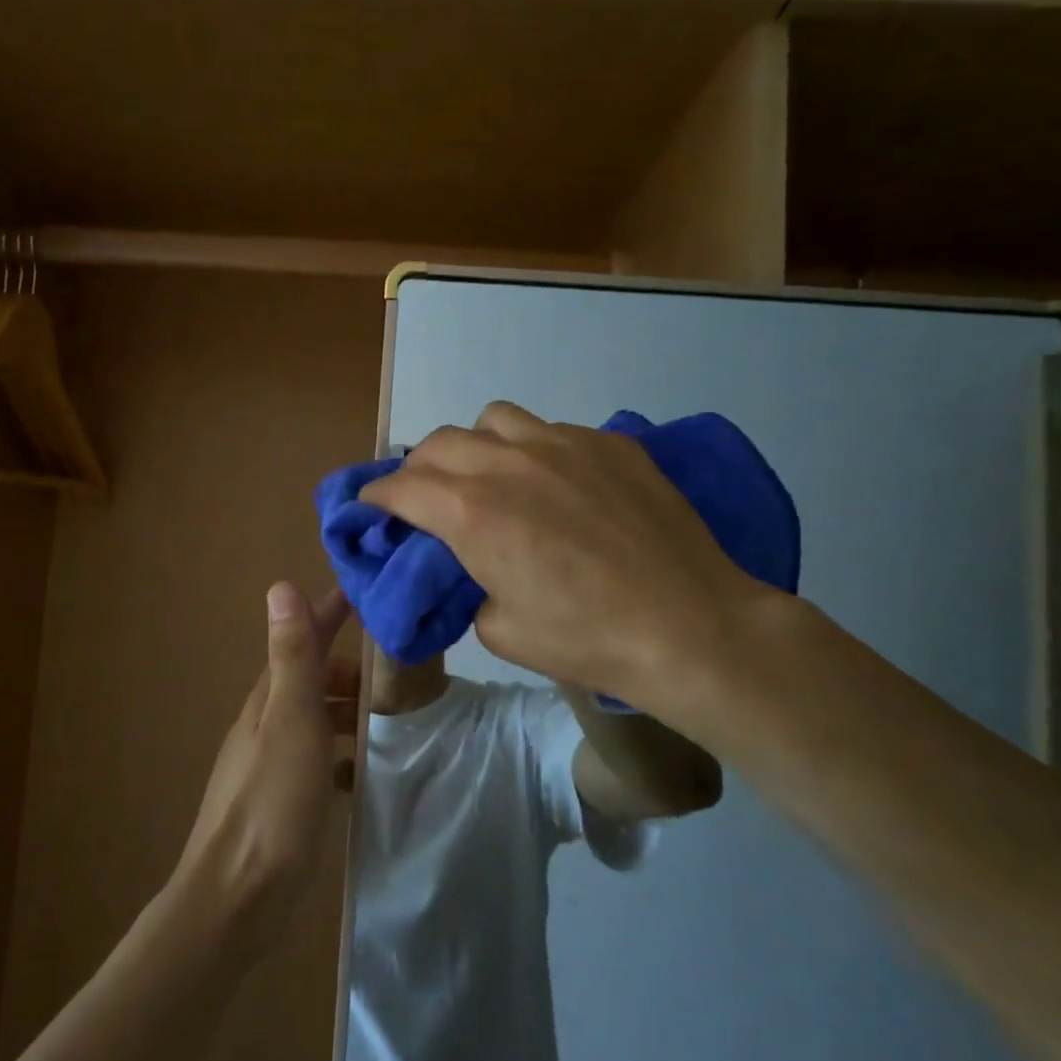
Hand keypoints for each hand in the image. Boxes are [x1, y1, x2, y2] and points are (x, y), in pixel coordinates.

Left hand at [170, 583, 356, 951]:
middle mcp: (267, 721)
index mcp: (269, 697)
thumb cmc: (272, 801)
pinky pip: (318, 761)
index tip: (365, 593)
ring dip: (349, 711)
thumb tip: (281, 585)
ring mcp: (272, 762)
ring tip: (392, 719)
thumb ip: (292, 656)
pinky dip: (341, 756)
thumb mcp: (290, 719)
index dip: (330, 613)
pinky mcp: (282, 799)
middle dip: (350, 667)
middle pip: (312, 678)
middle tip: (398, 673)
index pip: (303, 638)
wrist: (237, 898)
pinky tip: (362, 775)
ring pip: (317, 719)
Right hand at [360, 402, 779, 718]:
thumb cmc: (586, 640)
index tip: (370, 506)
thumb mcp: (500, 631)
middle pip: (438, 443)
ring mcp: (561, 444)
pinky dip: (533, 450)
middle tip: (425, 497)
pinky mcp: (608, 443)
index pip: (400, 487)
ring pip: (493, 419)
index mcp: (471, 512)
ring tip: (491, 475)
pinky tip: (557, 483)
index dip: (376, 496)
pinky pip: (551, 430)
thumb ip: (467, 585)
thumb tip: (469, 566)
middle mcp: (507, 463)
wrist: (690, 627)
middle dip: (418, 469)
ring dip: (475, 445)